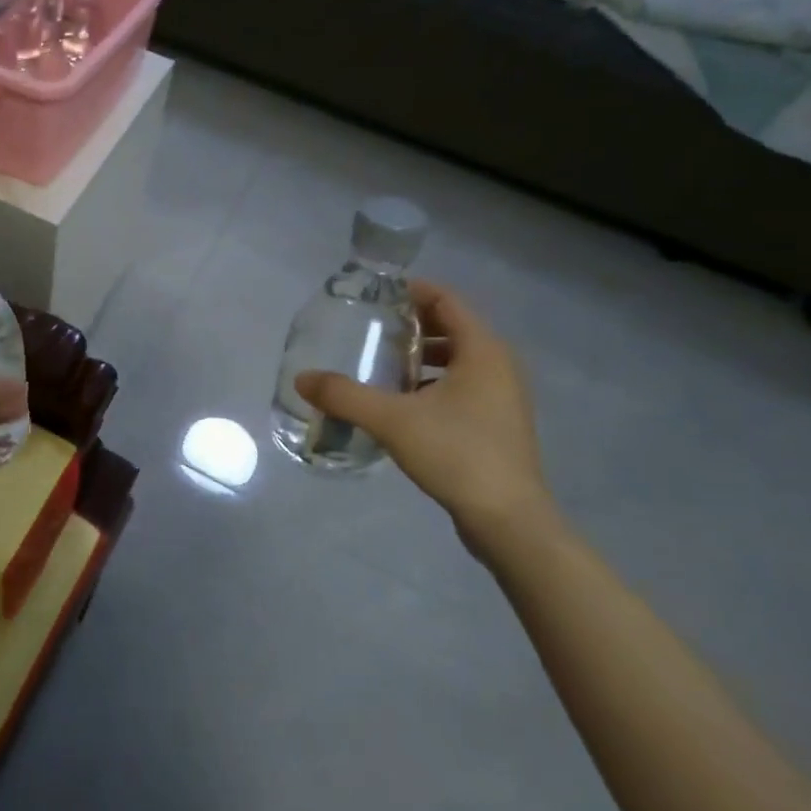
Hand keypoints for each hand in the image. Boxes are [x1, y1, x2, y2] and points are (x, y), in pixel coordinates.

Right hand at [295, 280, 552, 555]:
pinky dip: (433, 383)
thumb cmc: (457, 454)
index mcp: (484, 351)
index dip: (413, 291)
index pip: (448, 301)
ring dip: (423, 357)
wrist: (508, 520)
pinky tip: (402, 403)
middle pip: (453, 328)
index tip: (377, 294)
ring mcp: (503, 397)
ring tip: (382, 364)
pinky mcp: (498, 424)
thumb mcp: (392, 420)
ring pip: (459, 360)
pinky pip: (463, 387)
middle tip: (372, 329)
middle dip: (413, 325)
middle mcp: (500, 366)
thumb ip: (344, 395)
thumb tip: (302, 378)